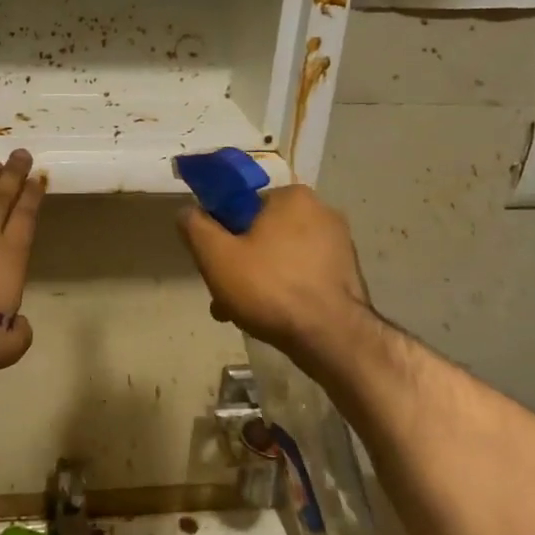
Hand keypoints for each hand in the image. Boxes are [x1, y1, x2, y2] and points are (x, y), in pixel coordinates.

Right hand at [176, 185, 370, 365]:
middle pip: (262, 233)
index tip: (213, 262)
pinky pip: (302, 275)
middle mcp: (322, 212)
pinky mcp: (347, 274)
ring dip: (258, 281)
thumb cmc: (269, 288)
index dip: (222, 232)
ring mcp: (339, 244)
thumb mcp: (216, 256)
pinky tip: (270, 317)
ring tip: (241, 313)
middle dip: (239, 263)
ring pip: (281, 258)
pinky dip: (284, 291)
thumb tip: (187, 211)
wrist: (331, 337)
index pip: (243, 205)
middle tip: (223, 295)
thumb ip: (195, 227)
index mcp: (292, 197)